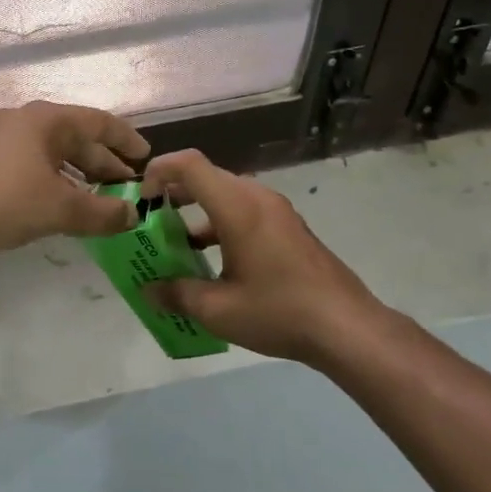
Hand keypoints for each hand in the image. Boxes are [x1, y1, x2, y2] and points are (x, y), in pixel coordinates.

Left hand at [0, 101, 150, 257]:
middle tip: (128, 187)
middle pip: (75, 138)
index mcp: (45, 120)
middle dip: (103, 164)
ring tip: (102, 200)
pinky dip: (57, 182)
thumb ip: (103, 213)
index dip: (125, 139)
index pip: (97, 121)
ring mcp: (2, 141)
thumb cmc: (8, 201)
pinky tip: (65, 205)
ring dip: (80, 176)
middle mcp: (24, 122)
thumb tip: (132, 217)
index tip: (146, 156)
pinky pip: (35, 165)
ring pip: (54, 154)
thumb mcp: (62, 209)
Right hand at [141, 149, 395, 362]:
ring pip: (226, 195)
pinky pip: (245, 210)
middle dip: (174, 194)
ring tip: (179, 245)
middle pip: (207, 177)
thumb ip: (176, 294)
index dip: (159, 171)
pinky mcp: (289, 227)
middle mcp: (257, 197)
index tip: (142, 200)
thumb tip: (148, 290)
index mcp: (237, 206)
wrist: (348, 328)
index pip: (189, 164)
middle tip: (153, 222)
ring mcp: (277, 211)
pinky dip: (221, 223)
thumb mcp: (218, 310)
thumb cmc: (278, 312)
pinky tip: (216, 262)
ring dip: (198, 212)